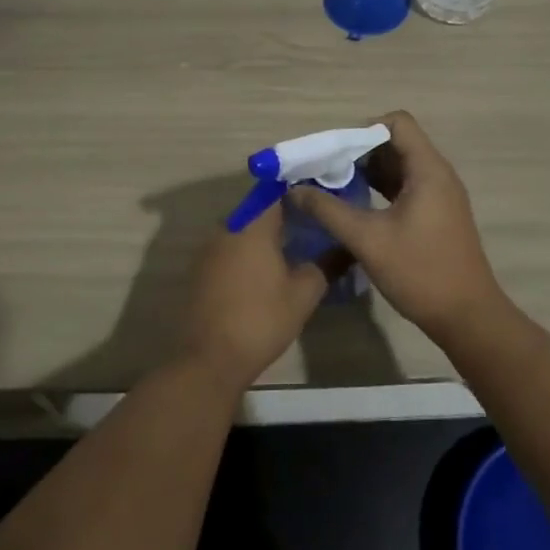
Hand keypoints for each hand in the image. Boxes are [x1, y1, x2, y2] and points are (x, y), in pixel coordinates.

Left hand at [181, 204, 326, 391]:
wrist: (210, 359)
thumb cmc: (262, 319)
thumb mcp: (304, 294)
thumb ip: (327, 265)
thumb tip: (347, 248)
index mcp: (252, 224)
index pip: (276, 191)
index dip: (298, 191)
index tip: (319, 199)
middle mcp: (228, 227)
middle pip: (259, 208)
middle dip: (285, 213)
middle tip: (313, 225)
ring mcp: (210, 248)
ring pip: (243, 228)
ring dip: (266, 234)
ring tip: (294, 247)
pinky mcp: (202, 269)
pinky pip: (230, 247)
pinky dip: (248, 251)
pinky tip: (266, 270)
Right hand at [288, 110, 504, 339]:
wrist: (467, 317)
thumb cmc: (420, 272)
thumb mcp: (367, 239)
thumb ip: (329, 210)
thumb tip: (294, 191)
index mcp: (428, 169)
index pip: (397, 122)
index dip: (364, 129)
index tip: (336, 153)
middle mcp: (437, 174)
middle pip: (396, 142)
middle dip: (359, 152)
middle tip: (327, 171)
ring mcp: (439, 195)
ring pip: (400, 166)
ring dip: (368, 171)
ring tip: (335, 188)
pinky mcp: (437, 214)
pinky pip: (406, 187)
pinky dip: (381, 189)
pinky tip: (356, 207)